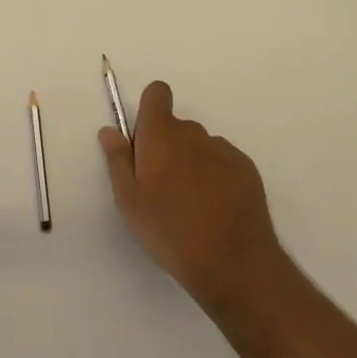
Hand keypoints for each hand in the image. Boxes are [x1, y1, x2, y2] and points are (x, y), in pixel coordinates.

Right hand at [99, 81, 287, 313]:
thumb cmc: (170, 231)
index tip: (145, 141)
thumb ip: (118, 160)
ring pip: (200, 147)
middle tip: (163, 188)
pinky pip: (223, 162)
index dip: (149, 110)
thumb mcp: (129, 201)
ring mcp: (223, 150)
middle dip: (168, 147)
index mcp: (161, 134)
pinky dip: (217, 177)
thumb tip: (110, 131)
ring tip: (192, 206)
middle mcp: (193, 133)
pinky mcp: (247, 169)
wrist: (234, 264)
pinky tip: (216, 211)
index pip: (157, 93)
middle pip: (176, 127)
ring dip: (193, 163)